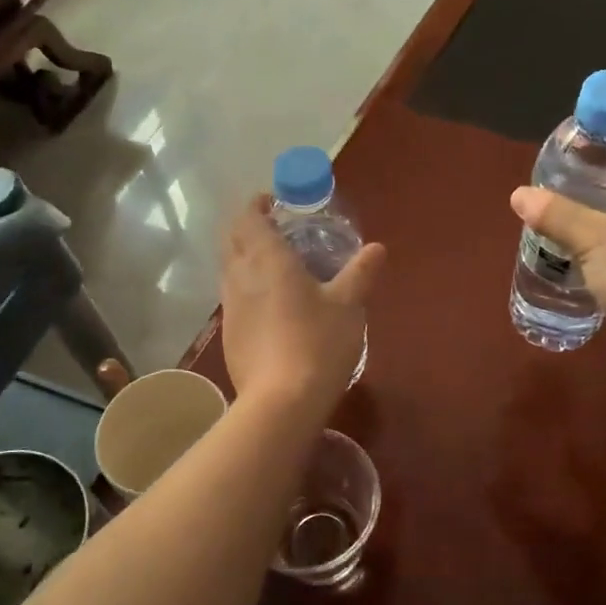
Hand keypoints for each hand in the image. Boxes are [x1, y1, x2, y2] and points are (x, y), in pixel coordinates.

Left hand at [220, 197, 386, 411]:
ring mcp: (229, 307)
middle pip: (231, 239)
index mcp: (267, 259)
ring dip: (244, 258)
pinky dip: (245, 288)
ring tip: (274, 266)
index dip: (256, 205)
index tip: (272, 203)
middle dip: (247, 228)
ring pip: (228, 269)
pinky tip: (269, 306)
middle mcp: (240, 276)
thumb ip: (361, 273)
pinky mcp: (228, 334)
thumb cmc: (318, 343)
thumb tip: (377, 248)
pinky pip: (233, 298)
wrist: (281, 401)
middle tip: (275, 230)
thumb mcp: (348, 305)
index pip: (248, 217)